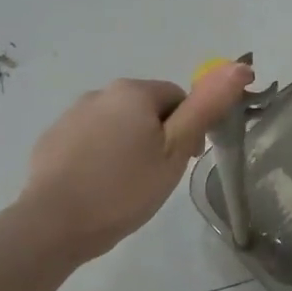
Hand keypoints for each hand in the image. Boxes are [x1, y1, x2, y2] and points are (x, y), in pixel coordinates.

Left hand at [17, 62, 254, 259]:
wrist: (54, 224)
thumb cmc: (124, 187)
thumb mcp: (175, 150)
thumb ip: (207, 107)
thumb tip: (240, 66)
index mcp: (133, 92)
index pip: (177, 98)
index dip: (188, 129)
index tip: (184, 162)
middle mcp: (100, 93)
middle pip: (145, 109)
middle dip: (157, 136)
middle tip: (158, 176)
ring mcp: (71, 116)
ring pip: (116, 125)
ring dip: (128, 145)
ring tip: (127, 185)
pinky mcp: (51, 140)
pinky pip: (89, 141)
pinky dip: (99, 156)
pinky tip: (98, 187)